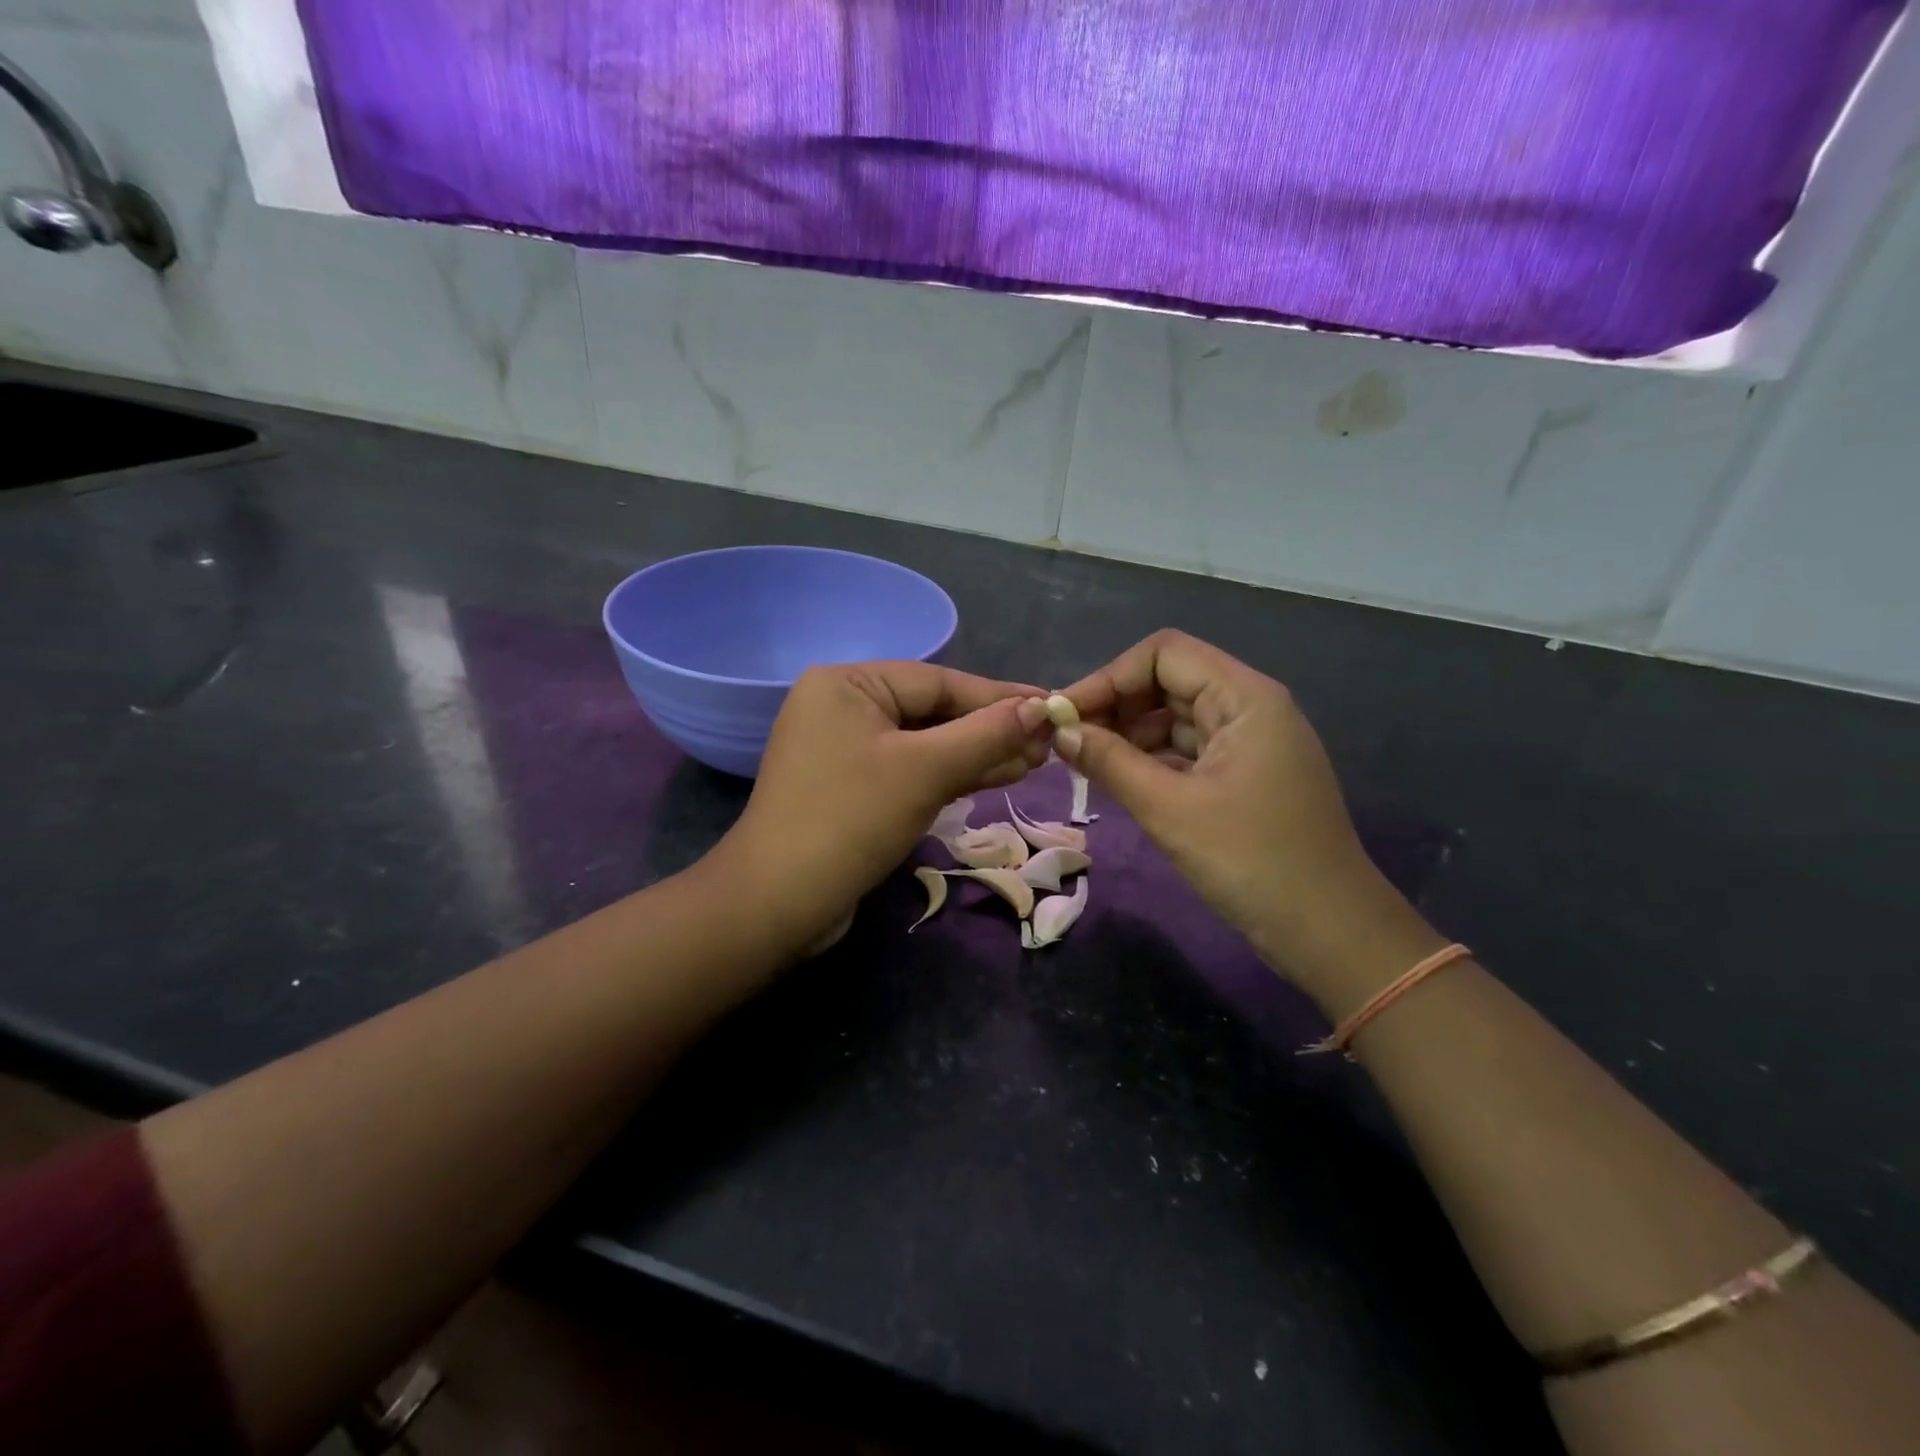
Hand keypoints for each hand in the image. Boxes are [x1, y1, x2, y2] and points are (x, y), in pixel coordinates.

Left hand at [716, 662, 1053, 951]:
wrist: (779, 903)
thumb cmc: (851, 820)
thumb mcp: (925, 771)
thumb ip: (985, 735)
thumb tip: (1041, 709)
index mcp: (847, 684)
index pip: (939, 682)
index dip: (999, 697)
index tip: (1052, 707)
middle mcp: (842, 706)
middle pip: (932, 711)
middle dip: (990, 730)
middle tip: (1049, 745)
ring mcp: (844, 749)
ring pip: (925, 744)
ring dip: (977, 755)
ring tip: (1034, 763)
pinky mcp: (851, 787)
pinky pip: (909, 770)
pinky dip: (949, 776)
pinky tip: (994, 778)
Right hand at [1055, 631, 1439, 999]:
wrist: (1329, 932)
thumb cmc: (1251, 861)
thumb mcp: (1170, 809)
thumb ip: (1110, 762)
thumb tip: (1060, 731)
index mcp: (1244, 698)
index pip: (1164, 654)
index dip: (1109, 676)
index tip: (1064, 713)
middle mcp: (1249, 708)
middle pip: (1169, 681)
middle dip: (1116, 706)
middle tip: (1067, 742)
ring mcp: (1249, 744)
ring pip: (1175, 718)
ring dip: (1129, 735)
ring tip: (1084, 762)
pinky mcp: (1244, 776)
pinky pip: (1188, 751)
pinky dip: (1151, 760)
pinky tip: (1117, 779)